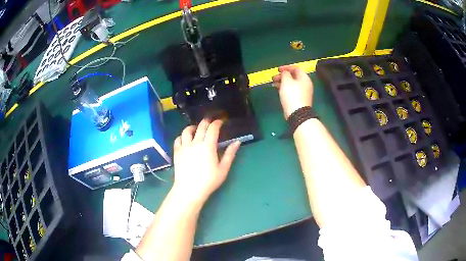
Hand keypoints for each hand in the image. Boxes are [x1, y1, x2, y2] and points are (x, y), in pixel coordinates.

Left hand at [172, 119, 240, 203]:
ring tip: (196, 129)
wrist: (189, 189)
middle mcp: (195, 143)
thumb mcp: (223, 169)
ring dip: (192, 127)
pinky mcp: (176, 152)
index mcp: (208, 146)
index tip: (220, 122)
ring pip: (186, 131)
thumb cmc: (209, 180)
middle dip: (206, 121)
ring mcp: (184, 147)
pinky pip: (178, 140)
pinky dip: (182, 137)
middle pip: (200, 126)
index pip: (213, 129)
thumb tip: (237, 142)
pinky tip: (185, 139)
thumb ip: (230, 154)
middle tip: (210, 122)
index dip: (217, 123)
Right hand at [272, 65, 313, 118]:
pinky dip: (285, 88)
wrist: (297, 113)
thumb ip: (285, 74)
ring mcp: (303, 92)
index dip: (286, 67)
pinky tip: (278, 90)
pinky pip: (292, 90)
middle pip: (293, 76)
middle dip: (283, 76)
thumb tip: (285, 73)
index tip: (278, 70)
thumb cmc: (292, 95)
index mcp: (304, 78)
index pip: (296, 68)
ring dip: (282, 82)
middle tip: (274, 77)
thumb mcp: (286, 81)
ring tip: (274, 83)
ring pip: (292, 84)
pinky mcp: (299, 99)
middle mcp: (305, 84)